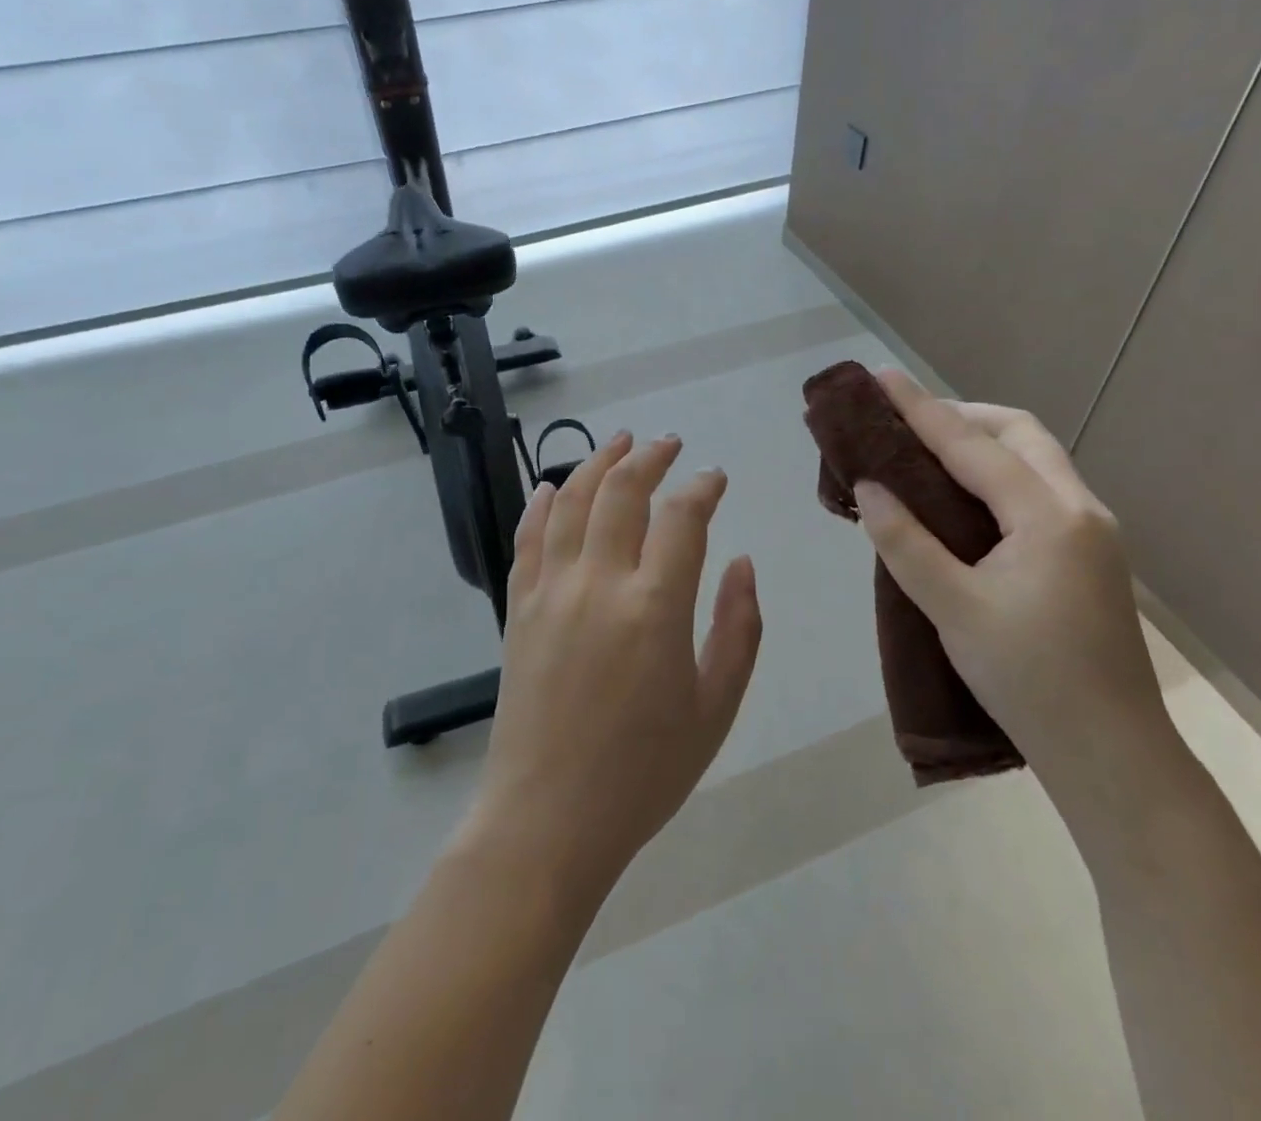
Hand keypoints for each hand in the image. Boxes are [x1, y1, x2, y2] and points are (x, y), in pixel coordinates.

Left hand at [467, 432, 763, 898]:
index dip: (702, 486)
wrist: (548, 819)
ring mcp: (551, 592)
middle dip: (650, 458)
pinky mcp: (518, 609)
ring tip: (619, 441)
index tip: (715, 477)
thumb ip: (738, 628)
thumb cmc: (644, 772)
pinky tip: (553, 486)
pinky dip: (542, 504)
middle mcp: (599, 583)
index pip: (682, 517)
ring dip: (598, 463)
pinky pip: (529, 539)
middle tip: (669, 443)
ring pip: (573, 502)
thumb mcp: (715, 708)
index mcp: (656, 607)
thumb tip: (741, 562)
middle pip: (622, 492)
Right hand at [852, 370, 1176, 814]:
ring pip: (1035, 459)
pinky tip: (966, 501)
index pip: (973, 445)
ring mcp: (1093, 531)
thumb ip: (905, 543)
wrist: (1112, 753)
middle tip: (907, 424)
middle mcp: (1080, 509)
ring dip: (983, 443)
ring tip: (928, 454)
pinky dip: (998, 474)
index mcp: (1048, 516)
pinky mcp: (1090, 554)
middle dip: (961, 416)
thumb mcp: (953, 609)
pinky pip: (1039, 489)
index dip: (921, 409)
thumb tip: (870, 488)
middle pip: (1019, 434)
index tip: (881, 379)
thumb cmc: (1029, 679)